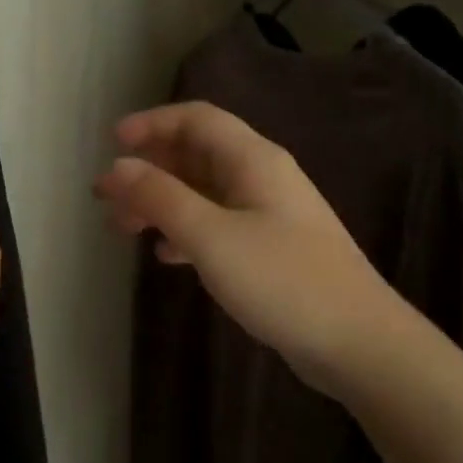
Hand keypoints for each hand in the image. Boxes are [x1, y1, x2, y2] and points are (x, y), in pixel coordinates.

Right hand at [94, 101, 397, 396]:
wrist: (357, 342)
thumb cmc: (282, 280)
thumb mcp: (211, 236)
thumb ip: (161, 197)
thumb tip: (118, 167)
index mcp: (253, 160)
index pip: (197, 119)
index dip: (152, 123)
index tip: (112, 144)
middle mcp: (261, 178)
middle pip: (196, 155)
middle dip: (148, 169)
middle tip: (105, 196)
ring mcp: (269, 215)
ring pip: (203, 193)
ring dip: (161, 202)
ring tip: (122, 227)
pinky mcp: (270, 249)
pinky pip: (217, 225)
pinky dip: (185, 231)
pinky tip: (165, 255)